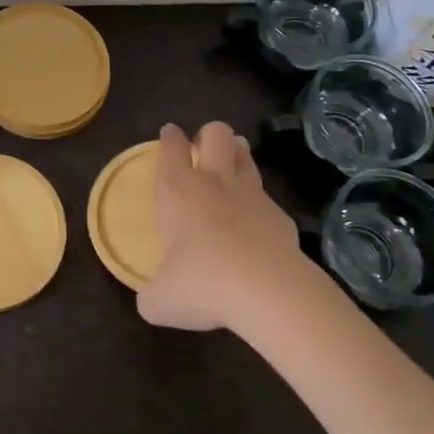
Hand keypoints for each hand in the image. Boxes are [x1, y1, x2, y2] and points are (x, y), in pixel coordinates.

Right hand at [137, 121, 305, 332]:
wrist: (268, 292)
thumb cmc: (202, 284)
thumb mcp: (160, 300)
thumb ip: (153, 293)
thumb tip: (153, 299)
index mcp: (177, 191)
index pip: (172, 147)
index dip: (170, 137)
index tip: (170, 133)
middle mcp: (214, 182)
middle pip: (215, 133)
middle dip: (209, 134)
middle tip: (203, 149)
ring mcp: (252, 195)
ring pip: (245, 155)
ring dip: (237, 155)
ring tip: (231, 167)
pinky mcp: (281, 216)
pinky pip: (267, 198)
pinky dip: (259, 205)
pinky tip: (256, 225)